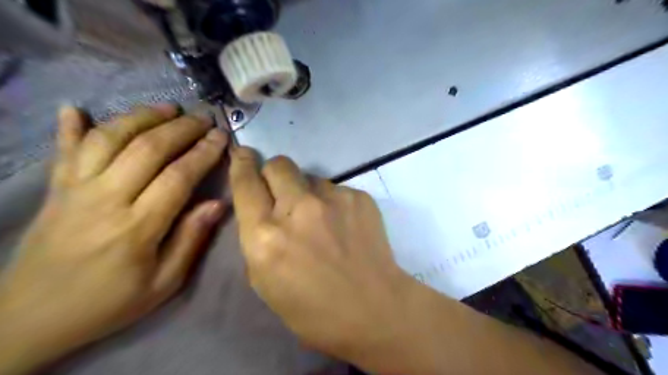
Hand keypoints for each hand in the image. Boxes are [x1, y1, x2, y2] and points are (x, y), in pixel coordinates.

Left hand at [0, 104, 228, 373]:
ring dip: (141, 117)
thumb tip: (218, 204)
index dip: (204, 153)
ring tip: (168, 108)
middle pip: (147, 149)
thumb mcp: (163, 283)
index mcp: (137, 227)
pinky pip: (62, 150)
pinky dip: (69, 126)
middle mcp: (105, 199)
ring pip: (109, 139)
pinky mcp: (53, 190)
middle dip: (182, 128)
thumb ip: (191, 240)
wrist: (28, 319)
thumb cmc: (109, 302)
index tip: (222, 137)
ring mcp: (74, 190)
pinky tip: (76, 107)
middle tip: (205, 118)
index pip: (178, 176)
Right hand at [228, 148, 415, 371]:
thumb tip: (264, 210)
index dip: (241, 165)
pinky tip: (345, 227)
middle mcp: (297, 209)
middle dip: (275, 173)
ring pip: (310, 177)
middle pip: (279, 164)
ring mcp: (332, 198)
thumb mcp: (265, 282)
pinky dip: (334, 203)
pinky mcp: (358, 197)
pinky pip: (336, 190)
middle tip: (283, 192)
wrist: (374, 308)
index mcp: (265, 236)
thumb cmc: (314, 309)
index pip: (246, 184)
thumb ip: (257, 239)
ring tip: (322, 220)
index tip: (243, 154)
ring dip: (308, 193)